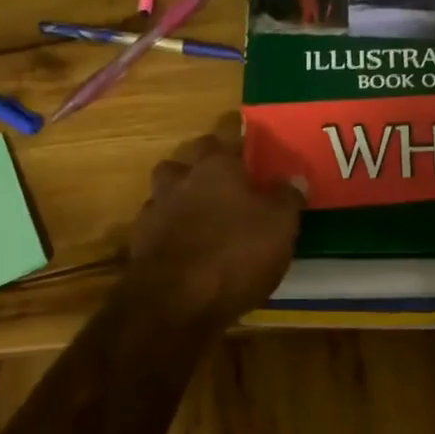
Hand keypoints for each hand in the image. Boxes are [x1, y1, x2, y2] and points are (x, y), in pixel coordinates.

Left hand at [126, 120, 303, 327]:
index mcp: (217, 166)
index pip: (227, 133)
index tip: (246, 133)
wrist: (175, 301)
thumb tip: (294, 178)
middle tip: (227, 175)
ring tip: (203, 211)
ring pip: (168, 188)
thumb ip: (286, 198)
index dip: (238, 132)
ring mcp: (156, 209)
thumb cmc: (235, 254)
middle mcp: (181, 179)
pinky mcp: (140, 242)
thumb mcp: (280, 227)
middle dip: (206, 161)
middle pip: (190, 157)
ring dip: (183, 194)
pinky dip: (171, 228)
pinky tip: (185, 244)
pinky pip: (159, 224)